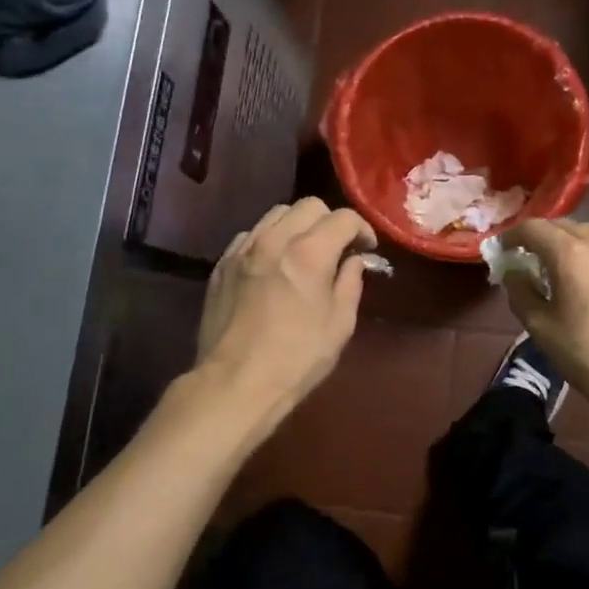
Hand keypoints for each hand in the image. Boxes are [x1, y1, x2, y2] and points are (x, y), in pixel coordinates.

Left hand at [196, 198, 376, 428]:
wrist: (235, 382)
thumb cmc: (297, 358)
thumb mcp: (339, 324)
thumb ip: (350, 283)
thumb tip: (354, 261)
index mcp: (309, 252)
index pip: (343, 218)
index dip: (362, 229)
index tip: (366, 248)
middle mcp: (274, 239)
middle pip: (308, 206)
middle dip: (330, 221)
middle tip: (337, 247)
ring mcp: (243, 249)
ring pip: (276, 214)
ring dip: (297, 226)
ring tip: (303, 251)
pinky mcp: (222, 264)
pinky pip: (250, 235)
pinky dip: (268, 240)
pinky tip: (273, 265)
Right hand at [498, 218, 588, 409]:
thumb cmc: (587, 354)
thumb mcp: (540, 327)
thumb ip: (520, 292)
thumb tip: (514, 272)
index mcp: (570, 254)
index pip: (533, 228)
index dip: (512, 236)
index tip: (501, 251)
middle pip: (562, 225)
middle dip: (539, 236)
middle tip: (526, 257)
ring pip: (588, 233)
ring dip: (566, 241)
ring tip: (556, 266)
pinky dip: (588, 253)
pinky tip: (586, 279)